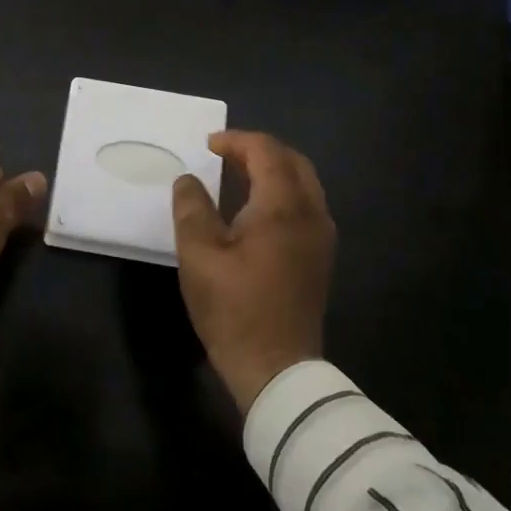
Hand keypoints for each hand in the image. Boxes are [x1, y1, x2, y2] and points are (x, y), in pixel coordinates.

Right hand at [172, 130, 334, 411]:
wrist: (278, 369)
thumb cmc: (234, 309)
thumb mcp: (198, 255)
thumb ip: (192, 208)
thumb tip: (188, 180)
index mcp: (283, 208)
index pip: (267, 152)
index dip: (236, 141)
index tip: (207, 145)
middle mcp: (311, 214)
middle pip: (292, 162)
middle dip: (258, 150)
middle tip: (223, 155)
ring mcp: (321, 237)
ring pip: (303, 183)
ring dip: (272, 170)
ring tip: (236, 175)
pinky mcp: (320, 257)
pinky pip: (305, 205)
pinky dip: (281, 192)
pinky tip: (254, 209)